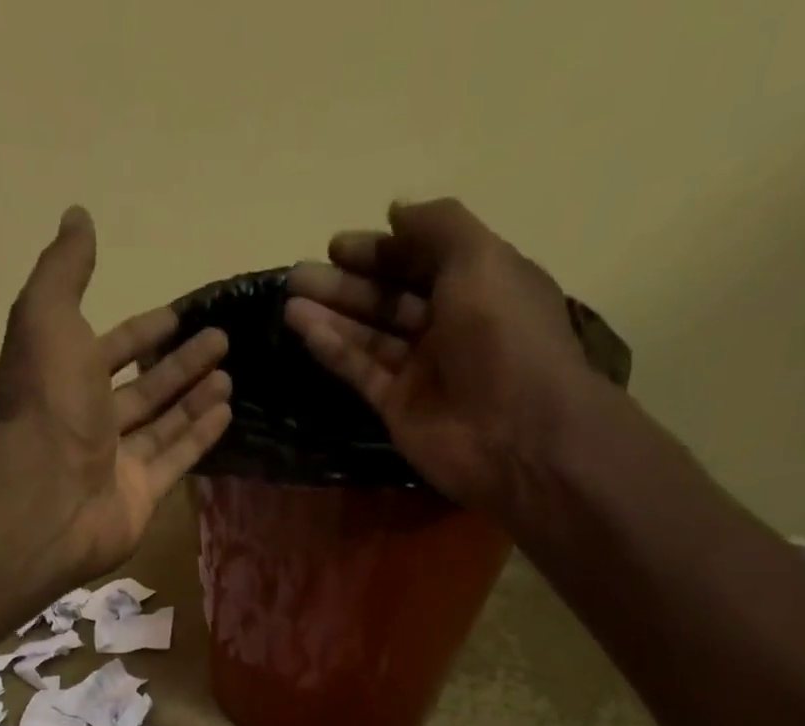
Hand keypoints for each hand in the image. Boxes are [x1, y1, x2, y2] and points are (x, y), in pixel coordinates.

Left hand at [0, 206, 231, 571]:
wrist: (48, 493)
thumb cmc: (49, 402)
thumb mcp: (48, 316)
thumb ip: (65, 269)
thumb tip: (77, 215)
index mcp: (63, 379)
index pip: (108, 349)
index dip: (141, 331)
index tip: (176, 315)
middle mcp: (89, 421)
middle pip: (142, 389)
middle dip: (179, 364)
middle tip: (222, 340)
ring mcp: (116, 463)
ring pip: (162, 424)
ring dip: (194, 398)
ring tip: (230, 375)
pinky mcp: (140, 496)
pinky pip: (175, 460)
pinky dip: (199, 437)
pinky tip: (227, 412)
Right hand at [284, 199, 597, 515]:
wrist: (515, 435)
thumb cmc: (505, 336)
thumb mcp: (481, 259)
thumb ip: (437, 227)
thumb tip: (395, 211)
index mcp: (479, 284)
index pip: (422, 259)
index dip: (381, 250)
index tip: (337, 245)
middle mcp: (449, 325)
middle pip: (389, 297)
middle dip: (346, 283)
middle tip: (299, 272)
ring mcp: (421, 370)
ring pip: (369, 335)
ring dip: (331, 314)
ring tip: (290, 298)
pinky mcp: (398, 408)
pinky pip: (361, 371)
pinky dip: (334, 350)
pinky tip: (303, 329)